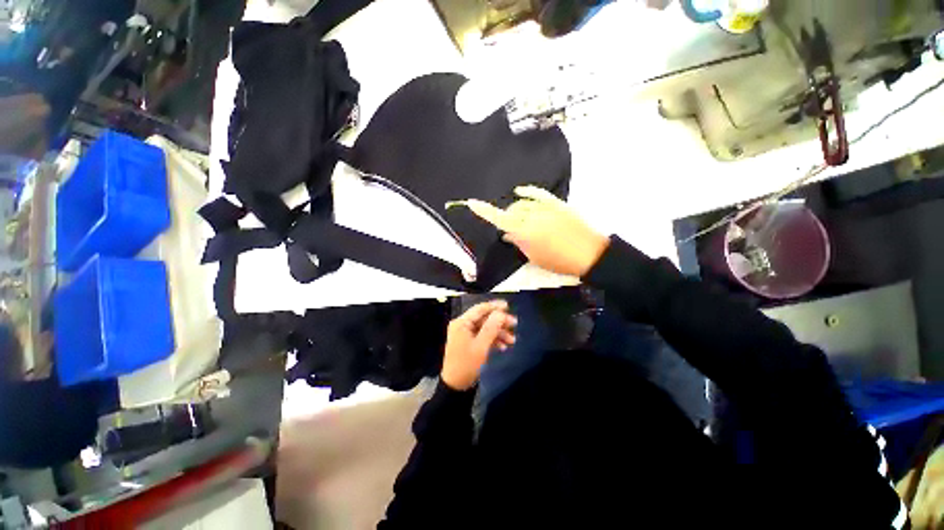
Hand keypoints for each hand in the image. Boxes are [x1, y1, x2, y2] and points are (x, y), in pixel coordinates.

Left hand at [441, 300, 516, 390]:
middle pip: (484, 319)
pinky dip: (493, 340)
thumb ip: (491, 327)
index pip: (480, 309)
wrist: (456, 387)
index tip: (508, 306)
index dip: (494, 306)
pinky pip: (482, 337)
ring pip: (485, 328)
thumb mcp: (481, 346)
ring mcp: (465, 335)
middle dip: (499, 322)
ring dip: (498, 333)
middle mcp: (462, 326)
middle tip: (515, 324)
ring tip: (512, 341)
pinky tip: (503, 347)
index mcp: (462, 323)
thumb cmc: (467, 364)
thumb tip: (501, 313)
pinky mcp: (468, 344)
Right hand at [466, 186, 609, 276]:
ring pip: (522, 203)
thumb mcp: (534, 257)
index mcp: (525, 231)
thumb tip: (508, 233)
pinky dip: (527, 192)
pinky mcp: (556, 203)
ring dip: (517, 211)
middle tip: (511, 232)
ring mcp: (545, 207)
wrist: (590, 254)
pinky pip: (538, 193)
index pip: (500, 219)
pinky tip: (520, 191)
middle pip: (511, 212)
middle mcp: (532, 215)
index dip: (484, 211)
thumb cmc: (559, 261)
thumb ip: (519, 242)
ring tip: (521, 221)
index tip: (471, 203)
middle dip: (507, 220)